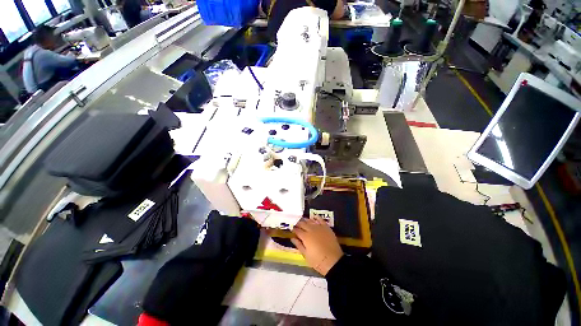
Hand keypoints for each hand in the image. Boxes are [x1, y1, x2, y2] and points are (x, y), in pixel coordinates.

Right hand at [291, 217, 342, 275]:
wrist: (334, 262)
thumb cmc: (318, 261)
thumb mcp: (306, 255)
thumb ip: (299, 245)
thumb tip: (292, 238)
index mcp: (305, 237)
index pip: (297, 230)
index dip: (294, 229)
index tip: (292, 229)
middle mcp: (311, 230)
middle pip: (303, 224)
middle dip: (298, 223)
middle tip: (296, 223)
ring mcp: (319, 227)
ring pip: (310, 221)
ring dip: (306, 220)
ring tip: (303, 220)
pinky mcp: (326, 227)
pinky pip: (320, 220)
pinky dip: (317, 217)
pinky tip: (314, 216)